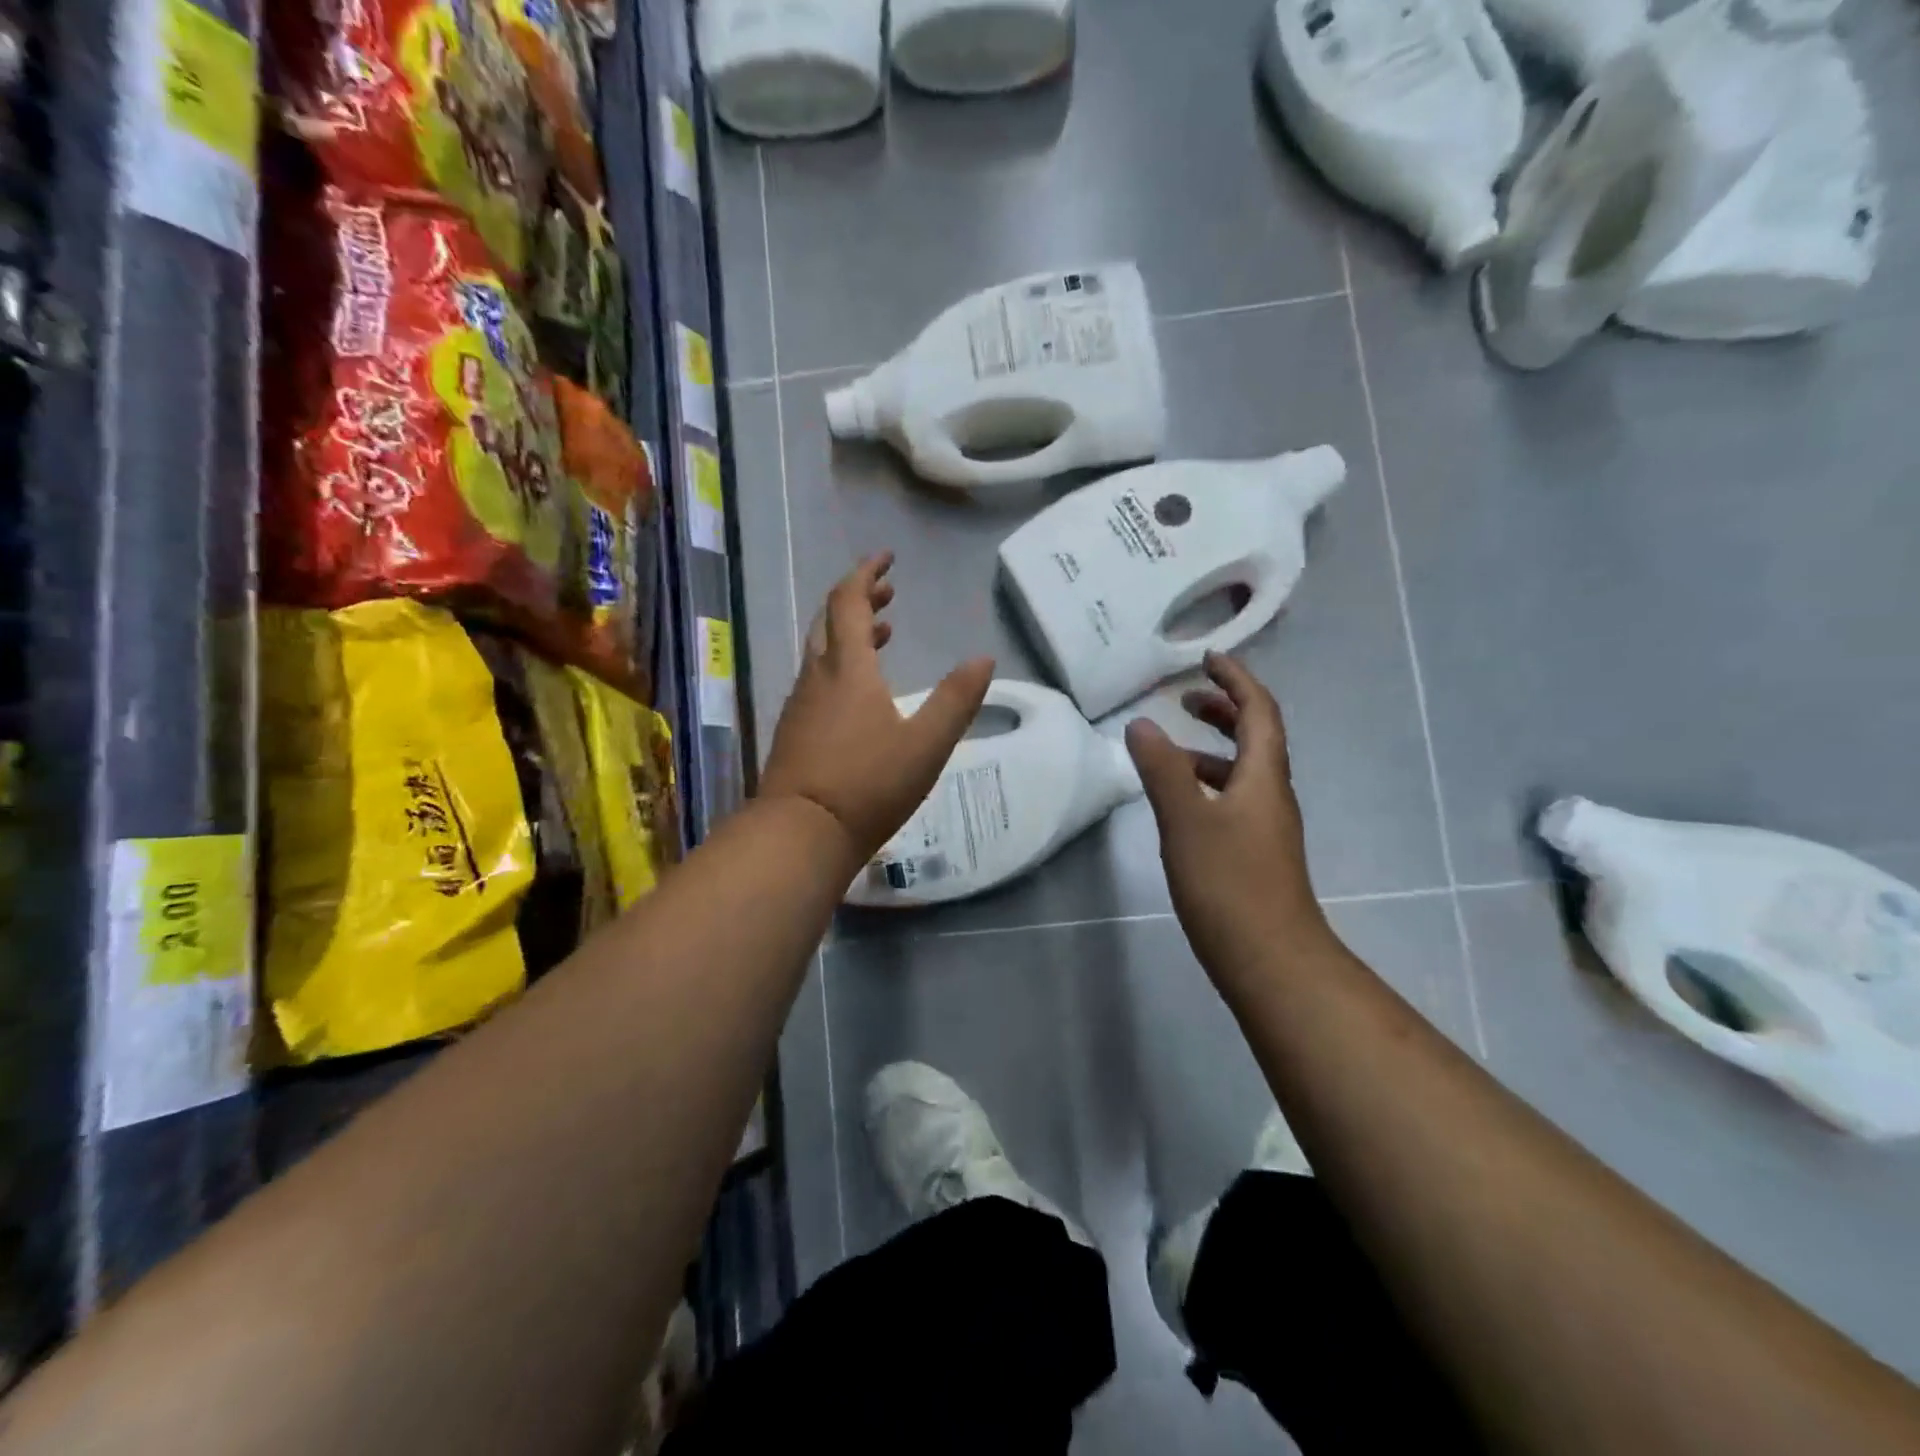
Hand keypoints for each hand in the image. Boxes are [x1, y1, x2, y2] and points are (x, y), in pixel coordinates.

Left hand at [761, 553, 993, 865]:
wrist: (801, 833)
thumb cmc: (868, 784)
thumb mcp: (927, 743)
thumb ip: (957, 699)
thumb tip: (984, 658)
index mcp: (848, 669)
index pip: (848, 601)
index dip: (866, 574)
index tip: (887, 558)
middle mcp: (817, 677)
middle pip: (830, 621)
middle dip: (858, 599)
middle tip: (887, 593)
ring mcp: (800, 705)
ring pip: (822, 653)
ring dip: (849, 635)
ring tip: (882, 634)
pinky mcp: (794, 732)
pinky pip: (817, 680)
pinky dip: (840, 667)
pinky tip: (859, 693)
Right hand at [1125, 653, 1335, 979]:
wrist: (1269, 960)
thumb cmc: (1229, 884)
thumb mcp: (1187, 820)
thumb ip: (1162, 770)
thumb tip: (1141, 724)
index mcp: (1263, 777)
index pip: (1259, 712)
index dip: (1236, 681)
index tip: (1208, 659)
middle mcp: (1270, 795)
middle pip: (1256, 738)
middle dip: (1224, 711)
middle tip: (1187, 699)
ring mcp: (1265, 827)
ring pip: (1241, 772)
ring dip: (1211, 749)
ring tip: (1169, 750)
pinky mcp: (1253, 854)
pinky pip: (1231, 800)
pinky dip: (1206, 785)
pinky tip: (1178, 803)